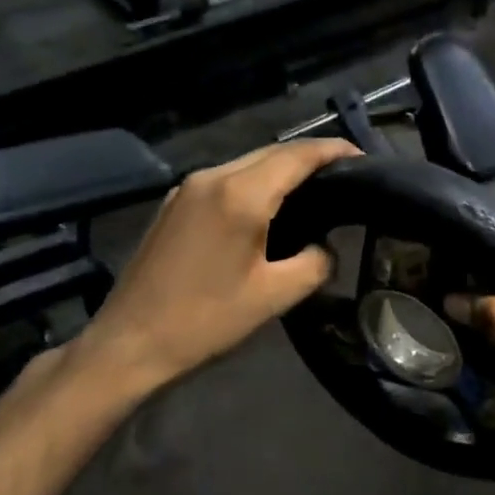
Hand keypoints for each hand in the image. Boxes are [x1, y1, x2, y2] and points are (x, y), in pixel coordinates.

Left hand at [68, 139, 359, 394]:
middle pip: (271, 152)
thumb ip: (314, 263)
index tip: (364, 158)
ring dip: (281, 170)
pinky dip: (254, 184)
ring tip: (314, 192)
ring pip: (246, 164)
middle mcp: (212, 177)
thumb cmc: (205, 320)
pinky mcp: (173, 204)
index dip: (334, 151)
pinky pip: (224, 180)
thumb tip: (325, 248)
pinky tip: (267, 209)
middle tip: (346, 177)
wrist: (129, 343)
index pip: (298, 156)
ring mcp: (186, 188)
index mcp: (240, 194)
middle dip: (310, 158)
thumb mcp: (274, 297)